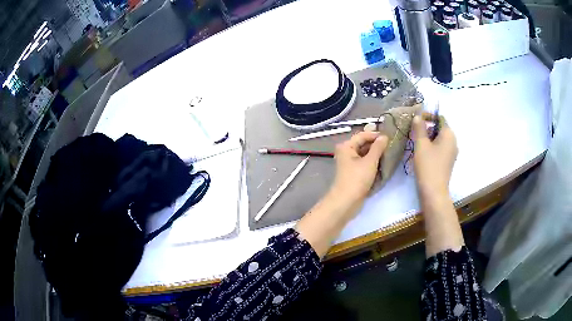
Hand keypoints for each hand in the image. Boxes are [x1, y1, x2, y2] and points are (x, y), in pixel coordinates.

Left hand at [331, 131, 388, 202]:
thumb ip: (378, 148)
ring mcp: (350, 163)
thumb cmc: (357, 179)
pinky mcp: (354, 173)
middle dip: (377, 145)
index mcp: (346, 146)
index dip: (376, 135)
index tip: (390, 137)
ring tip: (390, 154)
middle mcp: (346, 152)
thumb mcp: (370, 161)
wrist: (346, 202)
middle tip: (392, 146)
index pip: (363, 135)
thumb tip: (384, 137)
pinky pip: (365, 164)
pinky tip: (384, 164)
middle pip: (364, 145)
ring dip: (376, 155)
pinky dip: (373, 164)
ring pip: (365, 155)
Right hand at [412, 115, 457, 203]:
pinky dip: (433, 146)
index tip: (417, 120)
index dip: (428, 116)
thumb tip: (418, 116)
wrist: (434, 191)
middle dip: (428, 127)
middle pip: (440, 128)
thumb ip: (419, 128)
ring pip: (440, 139)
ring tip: (417, 143)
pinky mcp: (448, 161)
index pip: (440, 118)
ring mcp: (452, 153)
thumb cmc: (428, 165)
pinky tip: (423, 153)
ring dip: (429, 137)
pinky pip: (441, 148)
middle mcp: (453, 142)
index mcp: (449, 134)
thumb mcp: (421, 144)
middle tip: (415, 132)